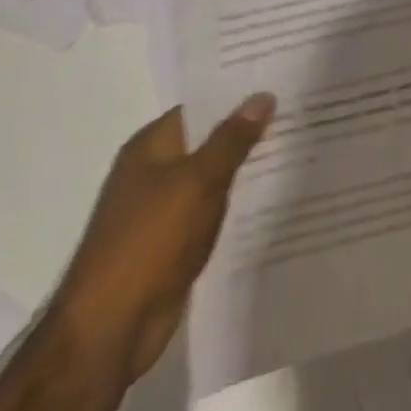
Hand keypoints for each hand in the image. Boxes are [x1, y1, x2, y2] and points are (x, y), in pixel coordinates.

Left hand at [52, 95, 274, 381]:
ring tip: (297, 144)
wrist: (110, 330)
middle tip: (301, 110)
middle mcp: (154, 170)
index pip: (202, 105)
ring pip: (214, 174)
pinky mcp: (173, 240)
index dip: (240, 92)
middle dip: (249, 128)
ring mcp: (162, 207)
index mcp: (150, 146)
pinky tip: (273, 193)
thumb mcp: (198, 181)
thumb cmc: (149, 242)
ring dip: (246, 165)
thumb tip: (263, 95)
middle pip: (209, 138)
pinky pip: (212, 207)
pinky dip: (237, 200)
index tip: (282, 80)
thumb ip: (232, 138)